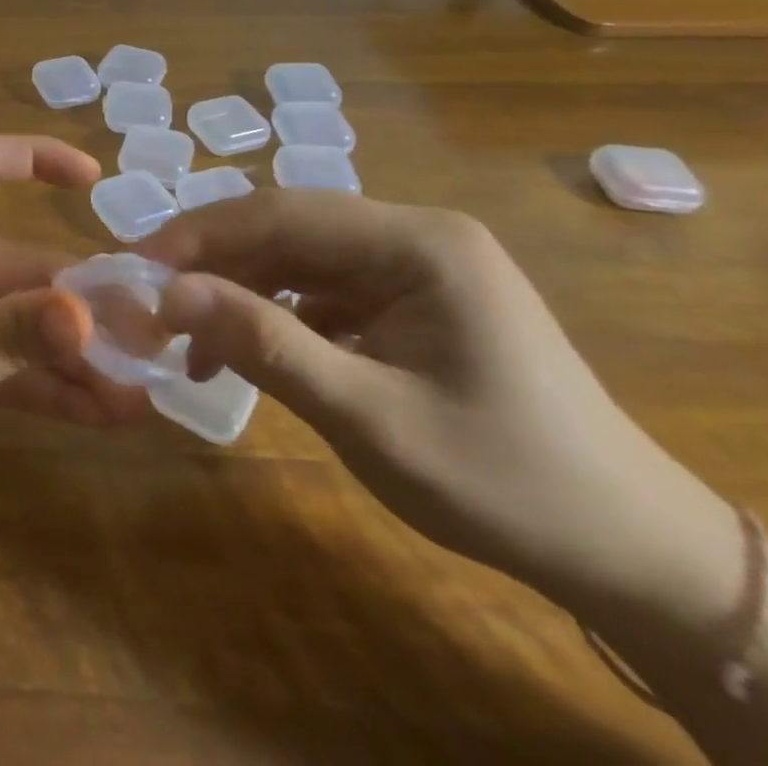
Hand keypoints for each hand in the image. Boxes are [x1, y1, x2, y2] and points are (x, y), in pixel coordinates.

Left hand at [0, 136, 149, 517]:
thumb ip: (14, 335)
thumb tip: (94, 314)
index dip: (38, 159)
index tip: (97, 182)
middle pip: (24, 262)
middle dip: (85, 299)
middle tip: (154, 337)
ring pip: (22, 319)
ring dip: (75, 351)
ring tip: (145, 387)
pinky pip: (6, 361)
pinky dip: (48, 383)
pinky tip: (107, 413)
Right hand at [139, 190, 732, 609]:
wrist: (632, 554)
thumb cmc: (506, 482)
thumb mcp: (370, 419)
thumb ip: (265, 346)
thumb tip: (168, 293)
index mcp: (417, 242)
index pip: (281, 213)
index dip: (199, 235)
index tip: (136, 268)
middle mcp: (411, 235)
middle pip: (282, 229)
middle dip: (210, 264)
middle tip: (147, 303)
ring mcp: (409, 267)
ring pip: (292, 259)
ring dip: (234, 293)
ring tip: (183, 340)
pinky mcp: (405, 300)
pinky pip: (316, 292)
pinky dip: (270, 317)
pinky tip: (238, 355)